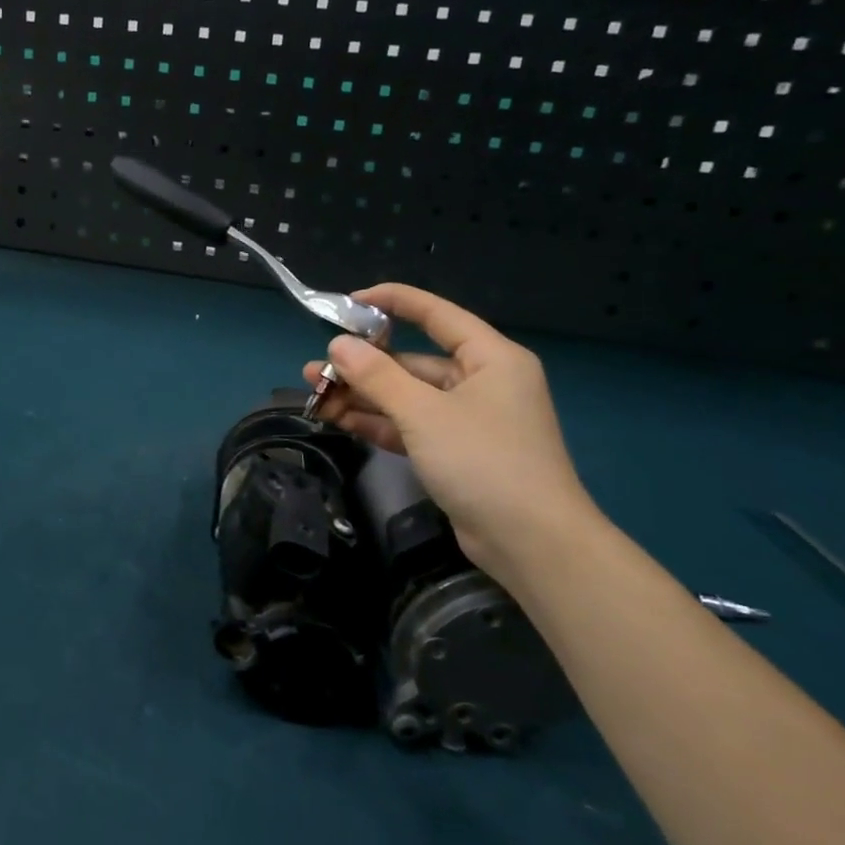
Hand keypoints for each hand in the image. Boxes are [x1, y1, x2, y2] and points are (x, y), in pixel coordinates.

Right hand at [304, 285, 597, 575]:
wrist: (531, 542)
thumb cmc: (484, 461)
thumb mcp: (424, 413)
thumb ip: (378, 376)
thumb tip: (338, 345)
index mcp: (490, 358)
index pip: (436, 315)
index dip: (393, 302)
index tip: (348, 302)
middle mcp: (481, 382)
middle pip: (413, 363)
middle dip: (363, 366)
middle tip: (316, 368)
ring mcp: (468, 420)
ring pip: (407, 397)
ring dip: (363, 397)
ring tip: (314, 394)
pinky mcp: (455, 453)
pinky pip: (411, 426)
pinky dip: (378, 423)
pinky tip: (338, 420)